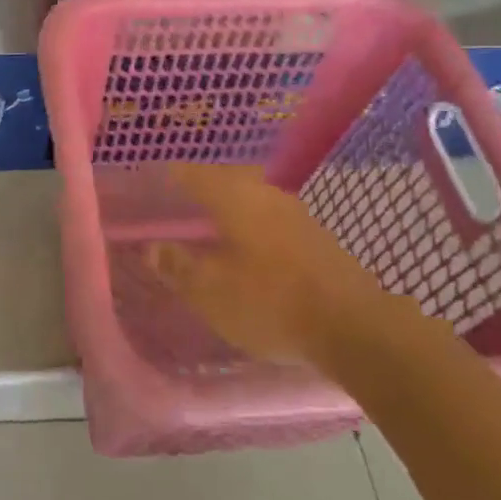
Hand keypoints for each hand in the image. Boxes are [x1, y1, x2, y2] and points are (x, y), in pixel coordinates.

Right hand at [148, 163, 387, 364]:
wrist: (356, 327)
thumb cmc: (271, 302)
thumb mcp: (211, 290)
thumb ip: (177, 265)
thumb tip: (149, 247)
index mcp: (233, 195)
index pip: (188, 172)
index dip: (164, 178)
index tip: (145, 189)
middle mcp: (263, 191)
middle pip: (220, 181)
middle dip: (195, 194)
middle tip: (172, 212)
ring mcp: (294, 211)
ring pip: (247, 199)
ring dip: (224, 211)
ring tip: (205, 233)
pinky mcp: (315, 235)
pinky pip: (268, 219)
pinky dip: (248, 228)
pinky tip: (244, 252)